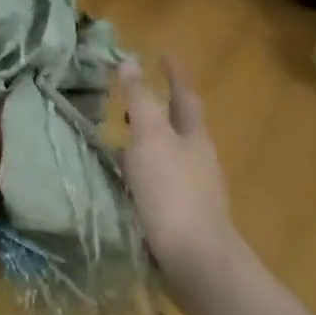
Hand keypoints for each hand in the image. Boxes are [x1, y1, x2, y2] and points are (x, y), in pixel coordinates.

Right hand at [120, 57, 241, 291]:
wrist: (196, 260)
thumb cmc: (172, 192)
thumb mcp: (150, 138)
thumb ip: (140, 101)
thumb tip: (130, 62)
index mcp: (194, 136)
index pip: (184, 94)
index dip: (173, 73)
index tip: (163, 53)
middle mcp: (198, 159)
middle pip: (179, 125)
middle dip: (158, 109)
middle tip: (131, 98)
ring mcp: (193, 190)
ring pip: (168, 155)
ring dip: (146, 143)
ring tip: (117, 140)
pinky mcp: (182, 216)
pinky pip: (159, 182)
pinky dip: (141, 172)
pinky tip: (123, 182)